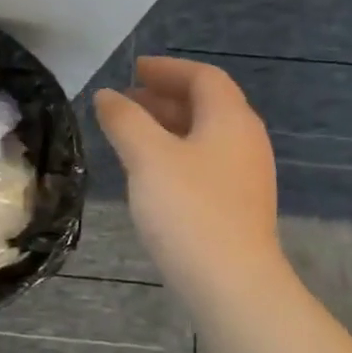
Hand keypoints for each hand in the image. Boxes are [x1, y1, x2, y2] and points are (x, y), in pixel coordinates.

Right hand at [94, 57, 282, 292]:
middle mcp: (245, 141)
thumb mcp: (147, 157)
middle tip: (126, 100)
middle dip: (165, 96)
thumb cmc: (188, 209)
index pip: (203, 77)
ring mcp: (244, 175)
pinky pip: (204, 161)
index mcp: (230, 120)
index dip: (167, 69)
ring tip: (130, 132)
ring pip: (204, 135)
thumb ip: (124, 120)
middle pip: (206, 104)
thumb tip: (107, 95)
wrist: (231, 283)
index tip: (133, 69)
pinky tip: (149, 171)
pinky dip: (174, 152)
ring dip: (167, 125)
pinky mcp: (236, 204)